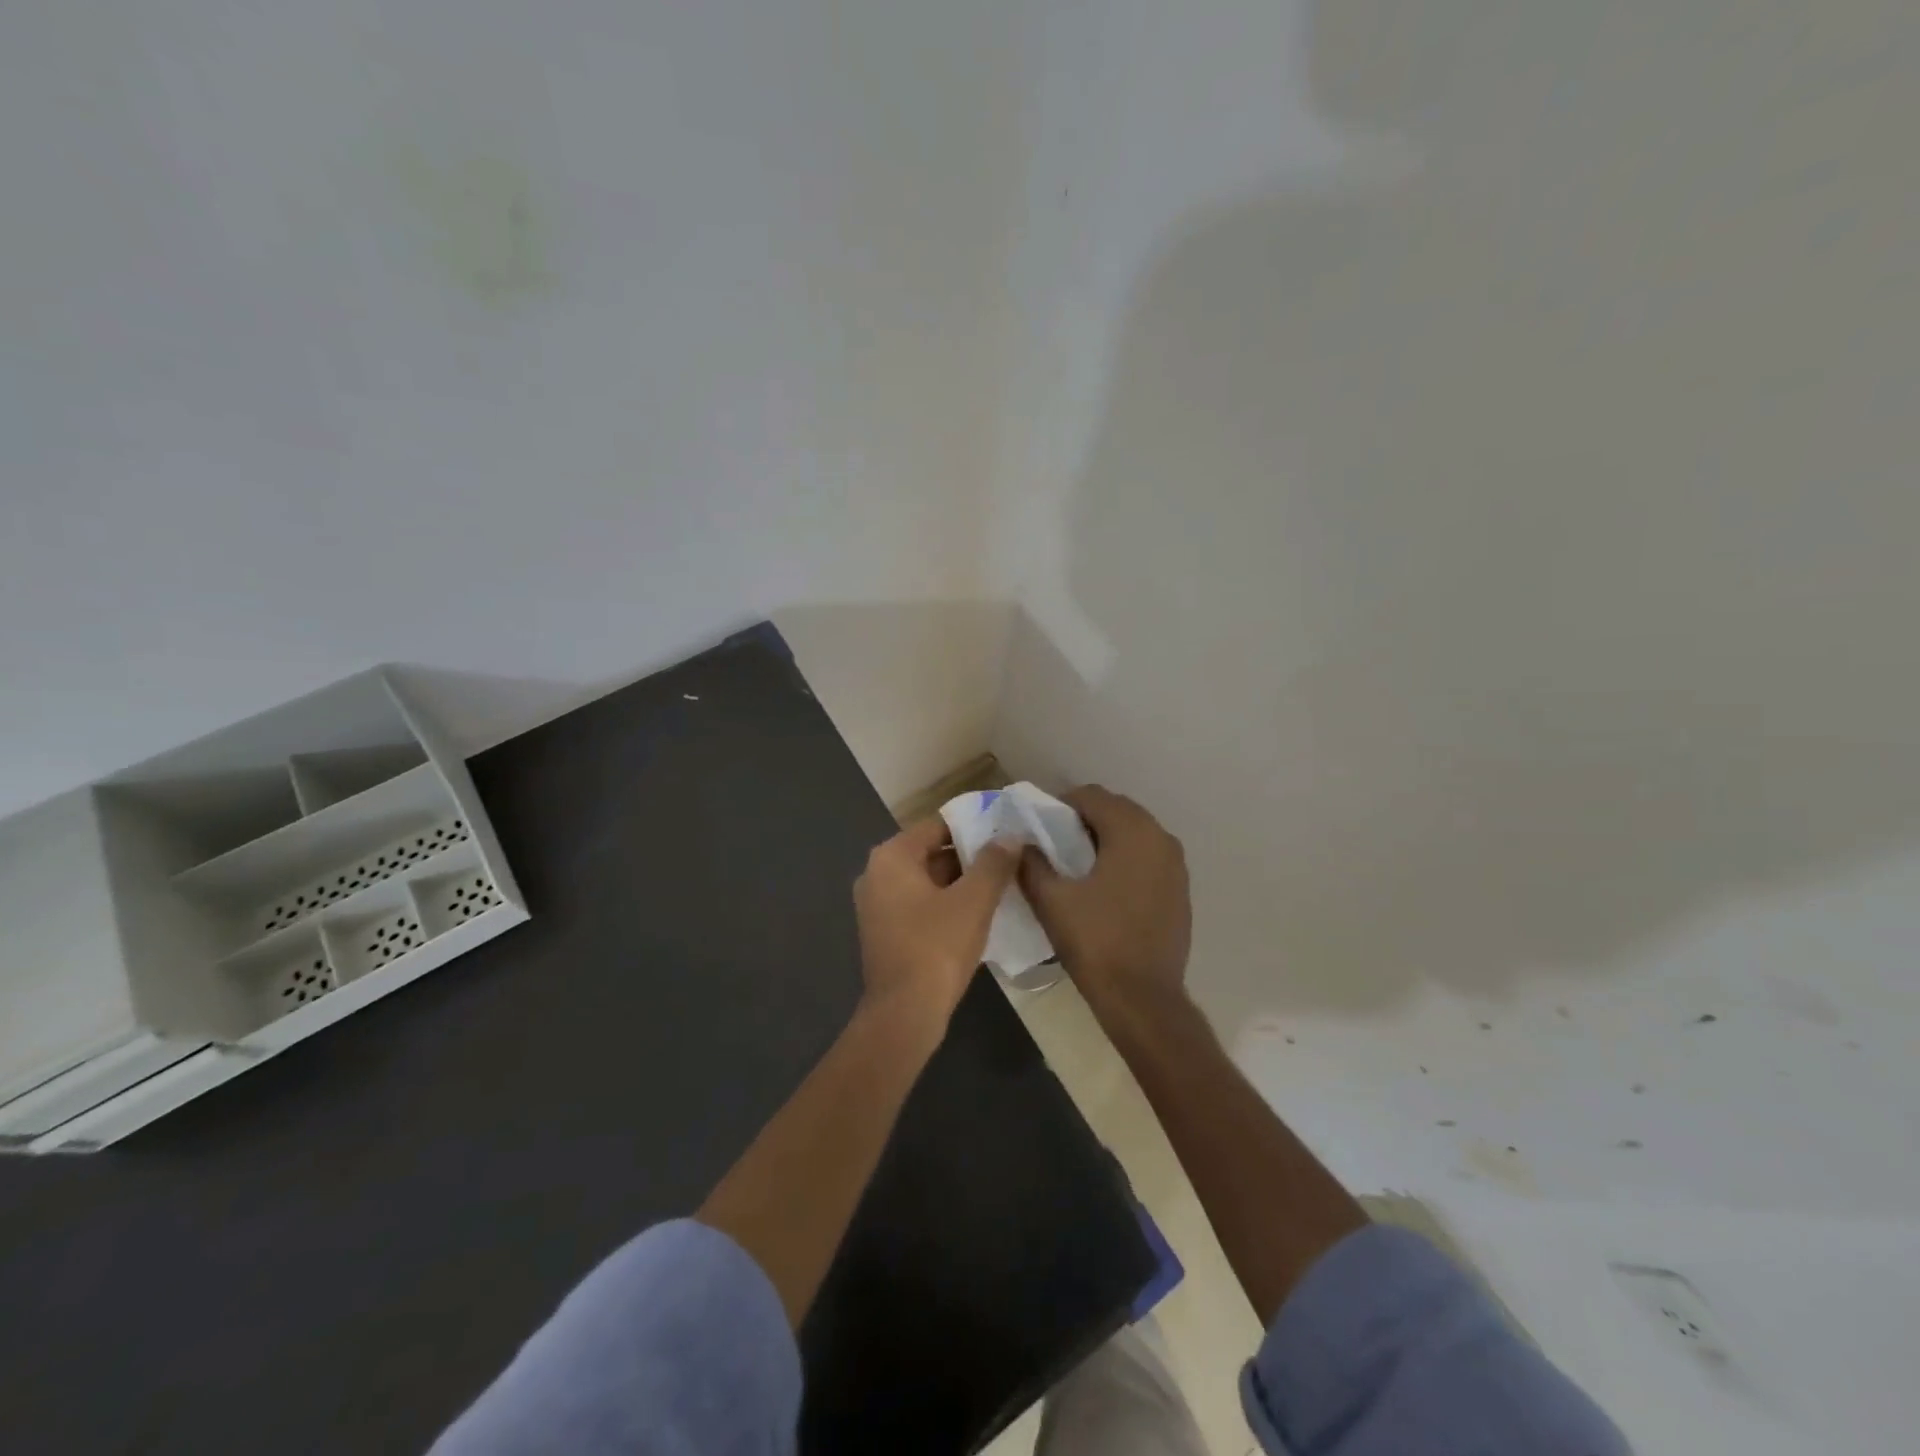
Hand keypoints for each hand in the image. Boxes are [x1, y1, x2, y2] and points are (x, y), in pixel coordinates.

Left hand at [853, 818, 1019, 1036]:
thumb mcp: (973, 901)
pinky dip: (946, 903)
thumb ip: (993, 863)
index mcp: (892, 857)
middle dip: (969, 855)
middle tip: (1009, 858)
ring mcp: (877, 905)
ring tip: (1001, 884)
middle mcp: (877, 874)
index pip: (937, 826)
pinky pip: (920, 904)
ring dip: (961, 882)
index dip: (974, 825)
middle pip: (931, 852)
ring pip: (927, 880)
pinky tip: (978, 913)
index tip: (1005, 830)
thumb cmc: (936, 948)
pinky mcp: (885, 931)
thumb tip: (1010, 836)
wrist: (904, 1015)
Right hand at [1020, 786, 1190, 1016]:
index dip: (1061, 805)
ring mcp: (1176, 864)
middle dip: (1084, 819)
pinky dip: (1126, 859)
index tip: (1039, 827)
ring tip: (1078, 865)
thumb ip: (1031, 863)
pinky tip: (1105, 887)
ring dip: (1106, 838)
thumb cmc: (1095, 942)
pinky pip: (1148, 857)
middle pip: (1116, 810)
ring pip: (1135, 833)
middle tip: (1055, 843)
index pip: (1092, 796)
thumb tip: (1021, 844)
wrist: (1143, 998)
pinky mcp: (1180, 889)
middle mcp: (1160, 837)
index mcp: (1131, 831)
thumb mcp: (1051, 900)